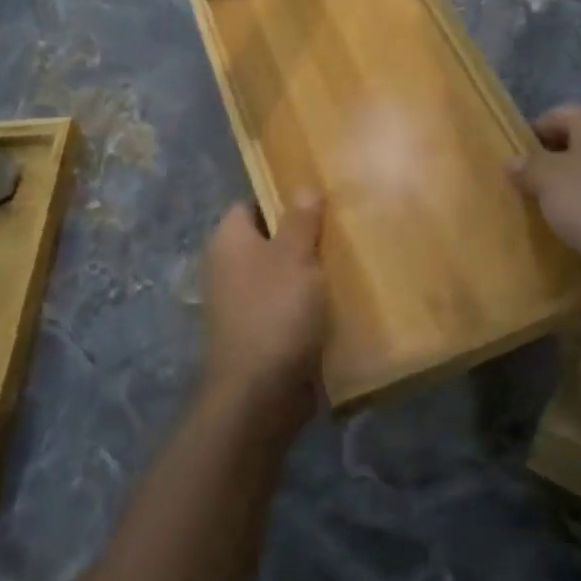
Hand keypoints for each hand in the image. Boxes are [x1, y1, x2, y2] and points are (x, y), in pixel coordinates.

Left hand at [201, 194, 328, 435]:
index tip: (319, 193)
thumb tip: (304, 186)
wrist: (260, 394)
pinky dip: (312, 300)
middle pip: (271, 237)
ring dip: (312, 269)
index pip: (251, 202)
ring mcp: (244, 302)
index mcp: (230, 242)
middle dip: (305, 232)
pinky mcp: (263, 330)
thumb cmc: (275, 313)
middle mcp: (230, 268)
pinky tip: (343, 295)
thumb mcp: (294, 257)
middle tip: (344, 222)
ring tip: (351, 254)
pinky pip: (290, 303)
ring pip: (284, 272)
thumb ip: (301, 220)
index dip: (282, 195)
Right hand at [509, 105, 580, 313]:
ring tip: (527, 215)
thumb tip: (512, 162)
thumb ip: (526, 166)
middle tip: (511, 190)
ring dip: (556, 196)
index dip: (526, 137)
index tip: (505, 164)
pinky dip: (574, 218)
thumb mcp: (548, 178)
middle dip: (540, 169)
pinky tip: (554, 234)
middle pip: (567, 148)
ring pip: (579, 180)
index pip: (552, 117)